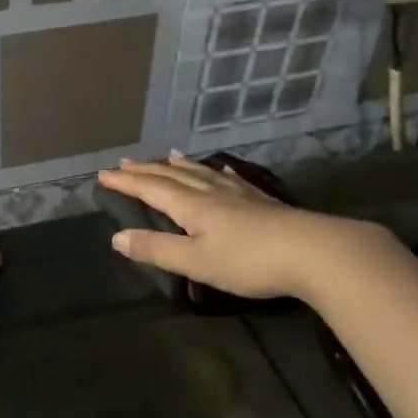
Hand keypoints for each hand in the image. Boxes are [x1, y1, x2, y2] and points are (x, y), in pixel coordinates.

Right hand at [97, 155, 383, 302]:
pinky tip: (220, 170)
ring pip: (201, 173)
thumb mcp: (195, 261)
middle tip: (125, 163)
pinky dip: (215, 172)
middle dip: (146, 170)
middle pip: (173, 176)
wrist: (315, 252)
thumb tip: (116, 237)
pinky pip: (229, 179)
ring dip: (179, 166)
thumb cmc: (249, 261)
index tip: (103, 175)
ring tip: (167, 156)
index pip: (151, 189)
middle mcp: (212, 193)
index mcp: (192, 206)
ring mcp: (240, 194)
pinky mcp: (262, 202)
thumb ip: (156, 249)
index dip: (126, 183)